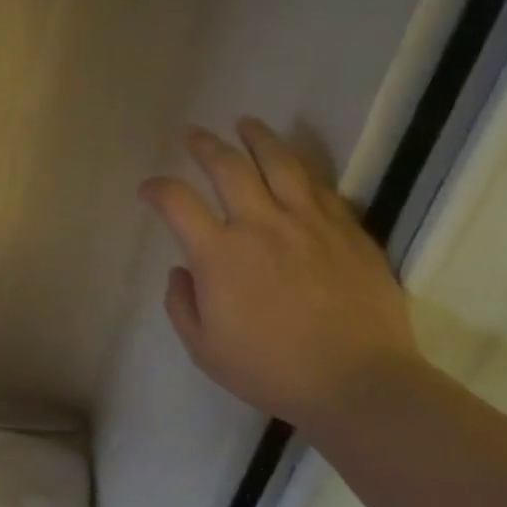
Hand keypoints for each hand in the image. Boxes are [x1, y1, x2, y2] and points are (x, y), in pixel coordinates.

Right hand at [140, 119, 421, 431]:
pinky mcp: (347, 229)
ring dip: (257, 137)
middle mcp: (261, 224)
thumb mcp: (203, 348)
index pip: (176, 201)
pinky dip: (299, 168)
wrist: (358, 383)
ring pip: (280, 162)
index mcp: (219, 254)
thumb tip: (181, 271)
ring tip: (245, 123)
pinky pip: (320, 185)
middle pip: (227, 166)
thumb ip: (180, 304)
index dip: (156, 189)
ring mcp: (309, 222)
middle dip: (204, 145)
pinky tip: (293, 163)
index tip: (148, 190)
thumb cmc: (270, 370)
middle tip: (193, 134)